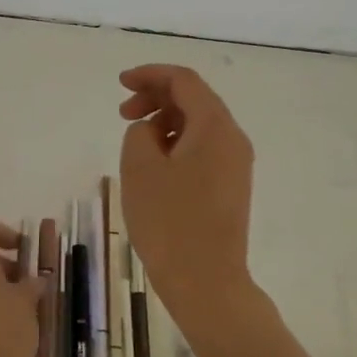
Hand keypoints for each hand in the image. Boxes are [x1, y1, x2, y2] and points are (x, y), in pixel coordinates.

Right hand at [118, 64, 255, 328]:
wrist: (206, 282)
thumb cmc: (169, 221)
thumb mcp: (140, 167)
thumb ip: (140, 132)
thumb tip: (152, 130)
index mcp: (215, 126)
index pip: (184, 81)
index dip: (150, 75)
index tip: (120, 83)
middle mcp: (233, 138)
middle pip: (195, 99)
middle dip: (156, 97)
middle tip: (123, 114)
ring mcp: (236, 164)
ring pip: (199, 125)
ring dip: (165, 121)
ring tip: (135, 141)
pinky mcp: (231, 186)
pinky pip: (203, 148)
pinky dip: (177, 143)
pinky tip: (155, 164)